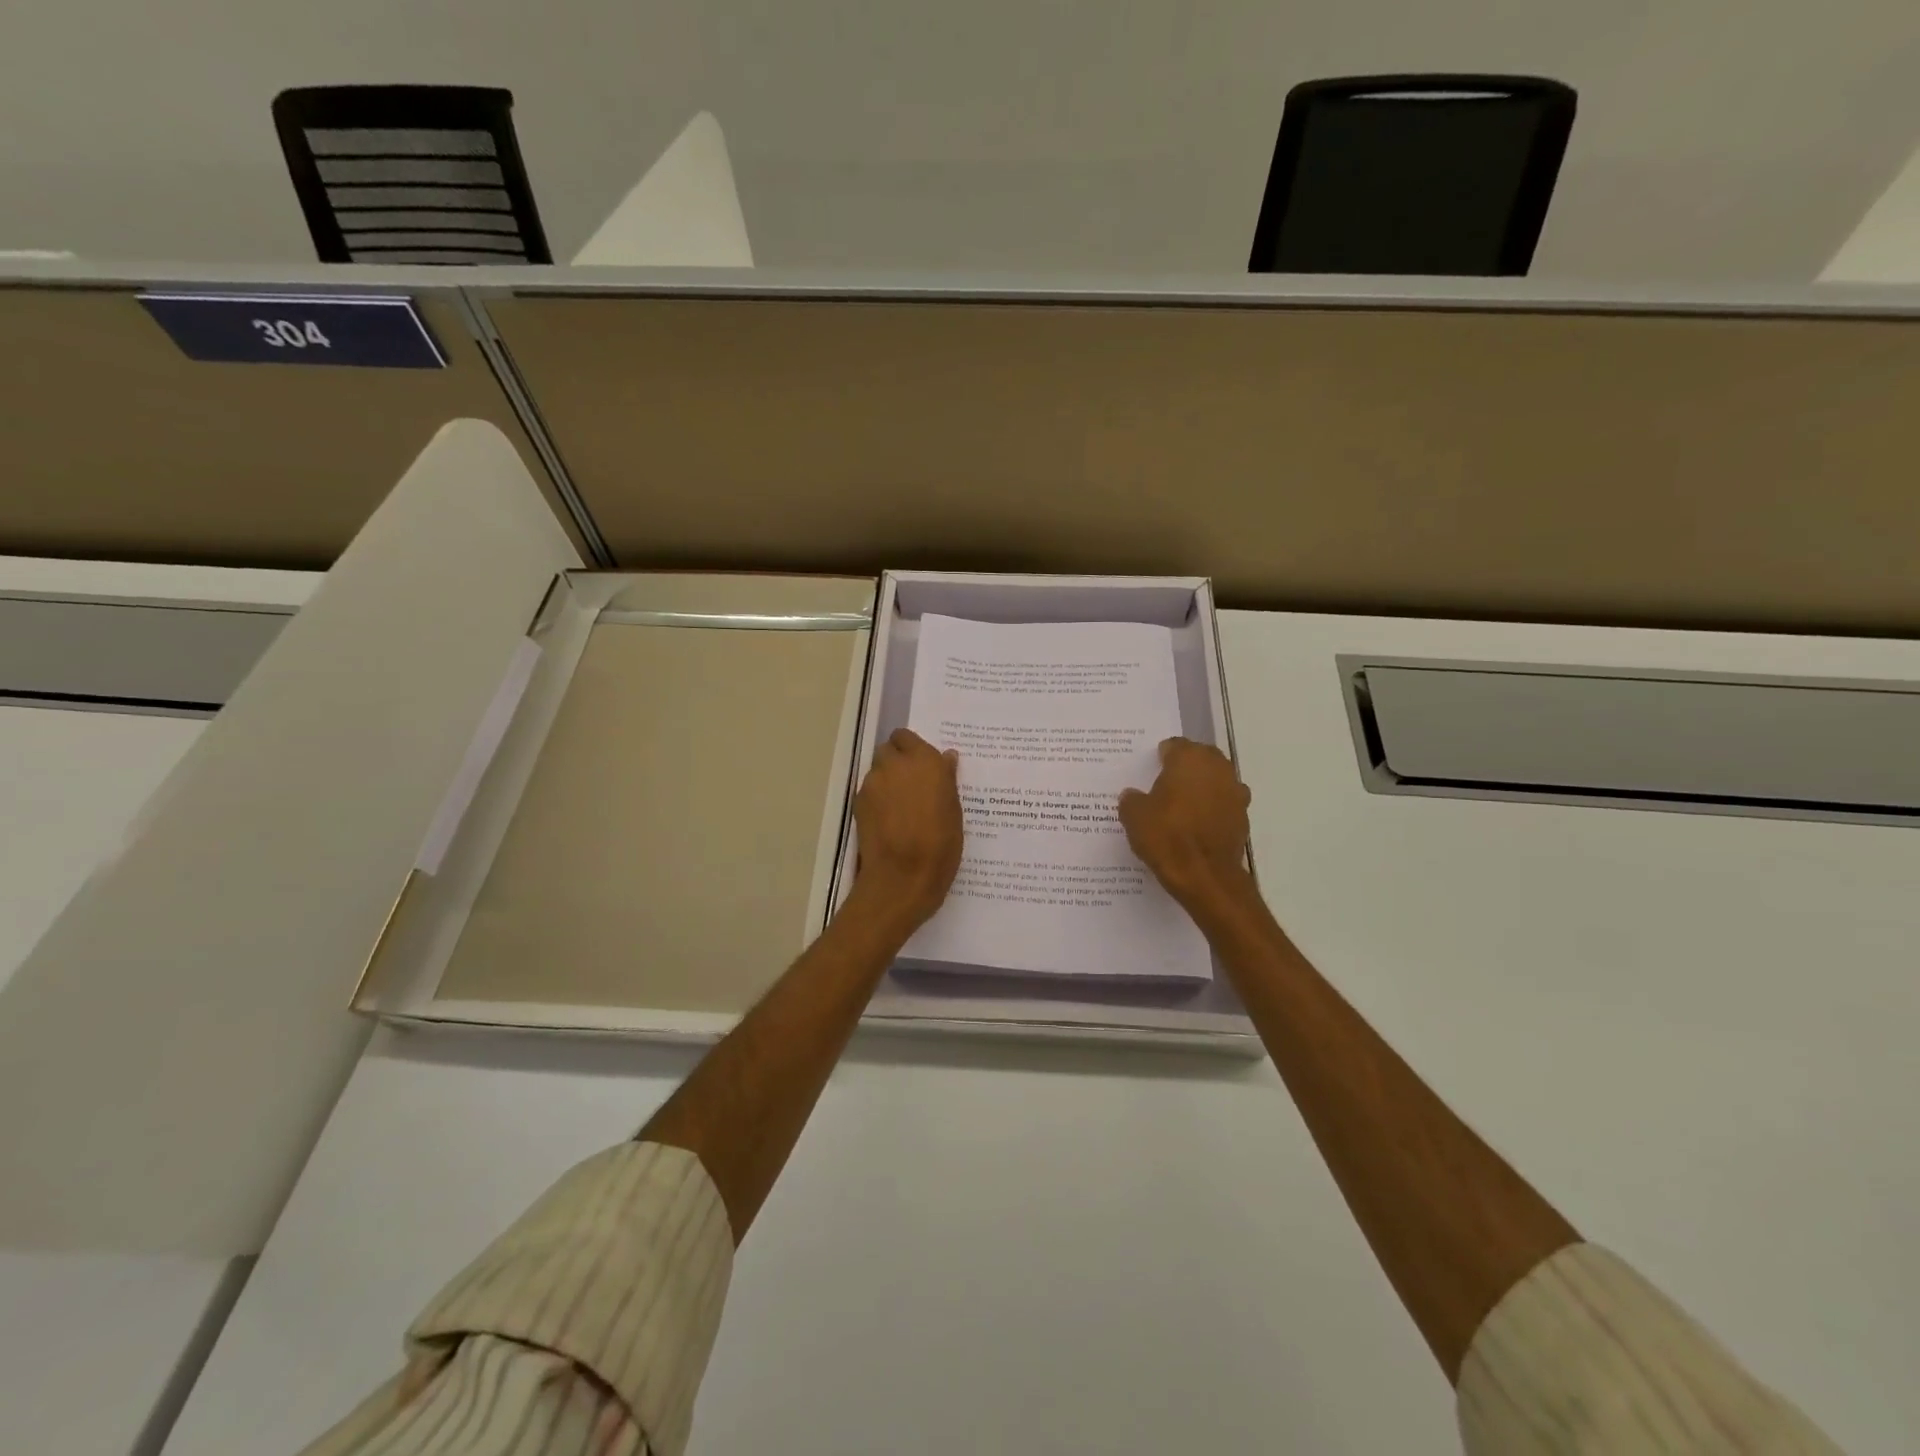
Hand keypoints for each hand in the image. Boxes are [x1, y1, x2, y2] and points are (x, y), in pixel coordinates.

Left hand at [850, 728, 963, 933]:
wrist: (902, 876)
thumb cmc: (940, 845)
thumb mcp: (955, 811)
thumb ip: (947, 779)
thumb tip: (946, 758)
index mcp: (925, 761)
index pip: (907, 737)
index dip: (912, 749)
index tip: (922, 766)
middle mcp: (896, 764)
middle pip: (888, 750)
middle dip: (897, 761)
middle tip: (911, 784)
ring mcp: (873, 783)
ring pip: (877, 770)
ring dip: (887, 780)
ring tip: (900, 806)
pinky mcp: (858, 802)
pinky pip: (869, 791)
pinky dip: (877, 798)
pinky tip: (888, 820)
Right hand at [1118, 738, 1254, 916]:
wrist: (1204, 876)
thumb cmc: (1167, 836)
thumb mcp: (1134, 816)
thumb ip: (1132, 800)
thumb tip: (1133, 795)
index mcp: (1189, 759)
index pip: (1174, 746)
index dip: (1161, 757)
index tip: (1150, 770)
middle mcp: (1217, 768)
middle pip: (1200, 758)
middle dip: (1185, 768)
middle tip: (1165, 785)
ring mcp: (1235, 792)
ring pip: (1215, 781)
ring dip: (1202, 788)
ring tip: (1182, 807)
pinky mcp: (1243, 817)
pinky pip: (1223, 805)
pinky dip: (1212, 810)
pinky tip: (1196, 827)